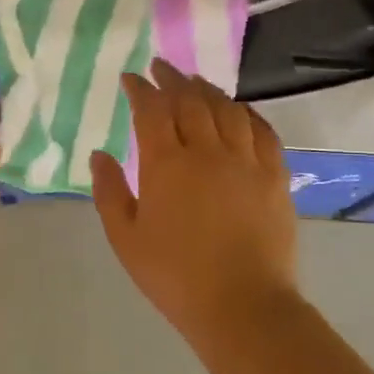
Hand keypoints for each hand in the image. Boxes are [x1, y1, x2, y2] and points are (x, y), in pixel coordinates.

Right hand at [90, 59, 299, 342]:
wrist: (242, 306)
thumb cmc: (173, 275)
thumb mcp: (125, 238)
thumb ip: (109, 192)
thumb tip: (99, 155)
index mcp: (166, 164)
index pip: (151, 110)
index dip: (140, 89)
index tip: (131, 78)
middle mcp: (207, 151)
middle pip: (190, 101)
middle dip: (173, 79)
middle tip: (161, 67)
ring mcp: (246, 162)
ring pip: (227, 110)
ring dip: (208, 90)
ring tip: (195, 82)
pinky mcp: (274, 177)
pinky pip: (262, 131)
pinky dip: (246, 113)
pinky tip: (238, 110)